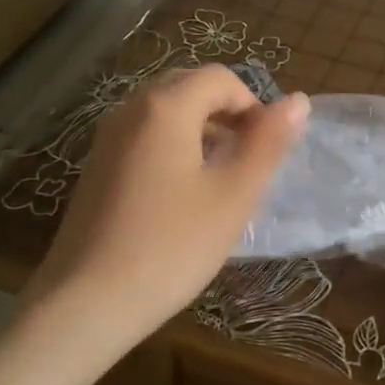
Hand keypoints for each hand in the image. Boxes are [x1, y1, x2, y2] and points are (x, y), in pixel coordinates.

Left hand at [21, 65, 308, 346]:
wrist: (85, 304)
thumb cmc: (172, 246)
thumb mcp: (234, 195)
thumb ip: (268, 143)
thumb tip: (298, 101)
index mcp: (165, 108)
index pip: (222, 79)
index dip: (254, 106)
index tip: (266, 152)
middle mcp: (130, 110)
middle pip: (190, 88)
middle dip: (227, 114)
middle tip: (247, 163)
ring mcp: (107, 139)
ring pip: (166, 113)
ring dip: (202, 131)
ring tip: (220, 181)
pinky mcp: (96, 168)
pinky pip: (144, 137)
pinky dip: (174, 148)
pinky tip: (182, 198)